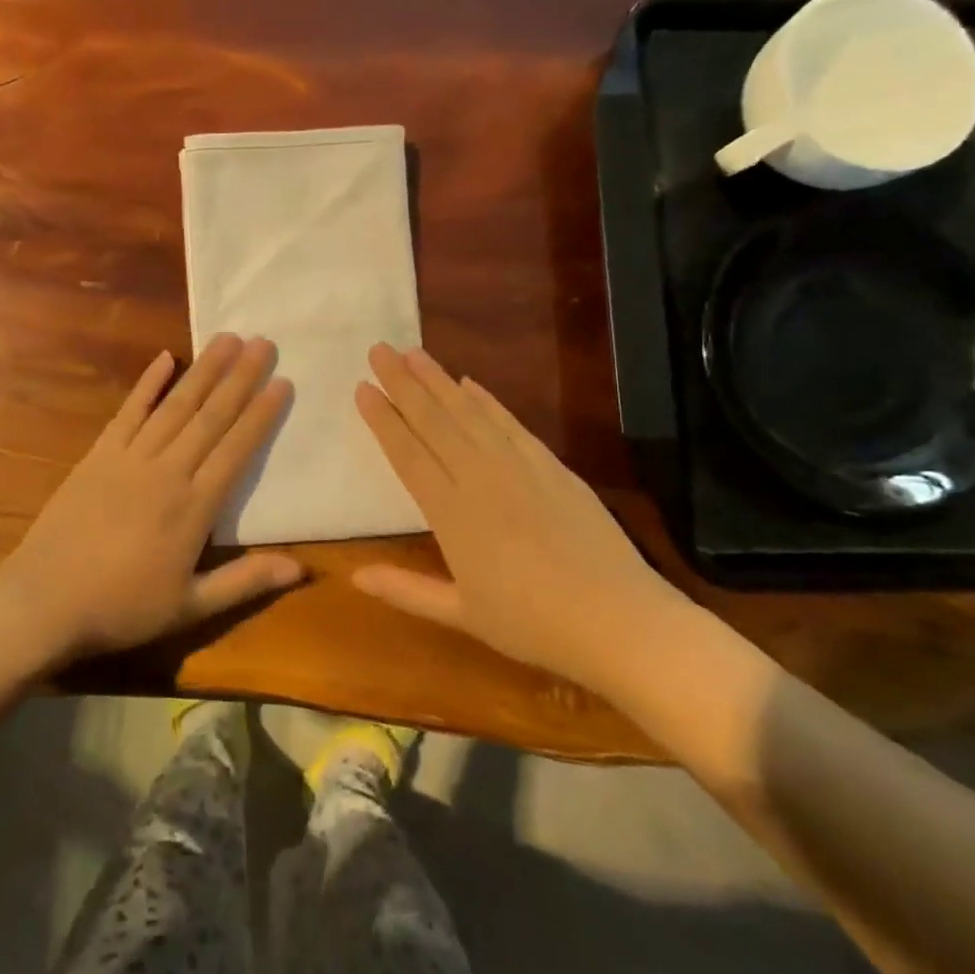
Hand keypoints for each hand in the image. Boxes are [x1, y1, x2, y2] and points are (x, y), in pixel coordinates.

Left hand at [0, 334, 299, 663]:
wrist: (44, 602)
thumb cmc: (121, 608)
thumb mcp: (190, 607)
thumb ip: (245, 581)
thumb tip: (301, 569)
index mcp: (194, 508)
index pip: (236, 450)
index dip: (261, 415)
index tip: (281, 382)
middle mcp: (166, 471)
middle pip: (210, 417)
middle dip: (240, 378)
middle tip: (263, 342)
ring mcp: (129, 458)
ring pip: (175, 406)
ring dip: (204, 371)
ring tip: (227, 339)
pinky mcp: (98, 455)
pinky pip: (128, 411)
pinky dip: (147, 384)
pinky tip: (165, 358)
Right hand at [352, 343, 681, 689]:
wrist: (620, 620)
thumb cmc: (533, 624)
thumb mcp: (462, 614)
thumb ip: (406, 590)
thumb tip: (354, 576)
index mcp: (451, 513)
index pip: (407, 453)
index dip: (383, 419)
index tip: (362, 387)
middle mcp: (480, 477)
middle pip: (434, 420)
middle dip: (403, 383)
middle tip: (379, 349)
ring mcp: (520, 467)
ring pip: (469, 413)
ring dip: (439, 380)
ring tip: (414, 353)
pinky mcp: (552, 466)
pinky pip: (510, 423)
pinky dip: (488, 400)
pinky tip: (470, 382)